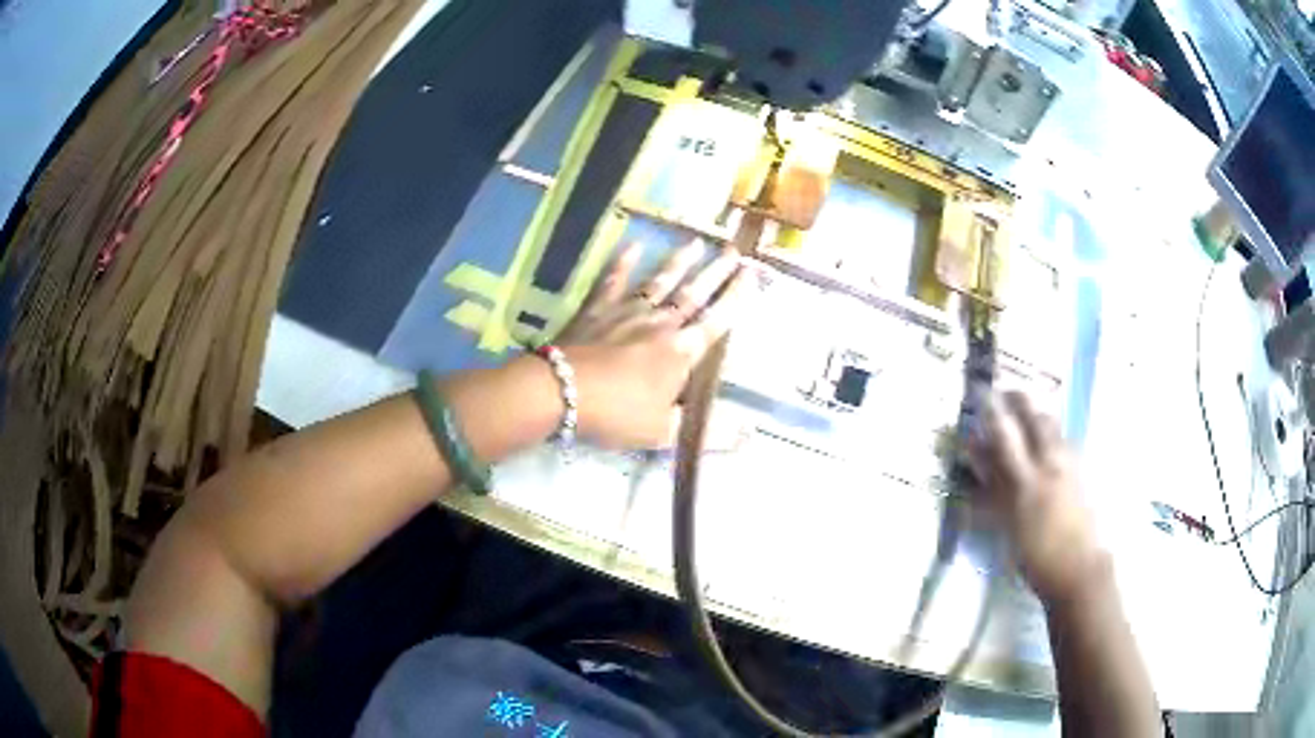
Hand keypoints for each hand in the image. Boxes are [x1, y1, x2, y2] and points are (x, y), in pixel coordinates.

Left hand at [554, 241, 748, 448]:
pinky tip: (632, 244)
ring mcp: (627, 311)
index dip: (737, 298)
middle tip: (733, 250)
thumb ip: (706, 429)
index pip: (717, 320)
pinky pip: (613, 280)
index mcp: (680, 352)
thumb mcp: (664, 431)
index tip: (752, 274)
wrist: (561, 391)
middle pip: (693, 294)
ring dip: (679, 261)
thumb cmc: (616, 413)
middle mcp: (660, 323)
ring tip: (696, 242)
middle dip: (715, 272)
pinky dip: (623, 262)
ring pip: (659, 281)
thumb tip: (749, 431)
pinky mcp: (597, 308)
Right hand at [968, 391, 1106, 605]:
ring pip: (1054, 426)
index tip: (980, 393)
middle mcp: (1049, 463)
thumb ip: (994, 494)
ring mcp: (1070, 464)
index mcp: (1026, 480)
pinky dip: (1052, 434)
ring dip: (1037, 413)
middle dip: (1018, 399)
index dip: (991, 410)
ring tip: (1027, 411)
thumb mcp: (1008, 528)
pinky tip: (1049, 443)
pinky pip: (1065, 441)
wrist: (1081, 569)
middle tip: (1005, 392)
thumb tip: (979, 467)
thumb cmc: (1037, 558)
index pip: (1004, 434)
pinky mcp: (1084, 472)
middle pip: (1034, 417)